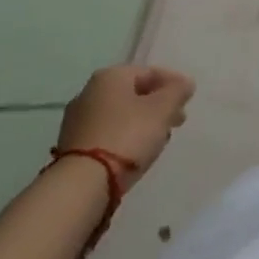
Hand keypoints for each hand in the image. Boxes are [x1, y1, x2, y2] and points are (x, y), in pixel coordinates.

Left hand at [57, 65, 194, 183]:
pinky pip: (106, 135)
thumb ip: (177, 91)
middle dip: (157, 106)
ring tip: (158, 140)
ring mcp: (76, 121)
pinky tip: (135, 154)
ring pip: (120, 116)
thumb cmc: (127, 136)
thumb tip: (185, 83)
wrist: (81, 187)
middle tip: (176, 121)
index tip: (188, 101)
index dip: (173, 84)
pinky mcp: (71, 148)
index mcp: (110, 76)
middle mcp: (89, 92)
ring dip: (141, 123)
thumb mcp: (162, 109)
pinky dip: (123, 139)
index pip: (149, 72)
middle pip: (133, 94)